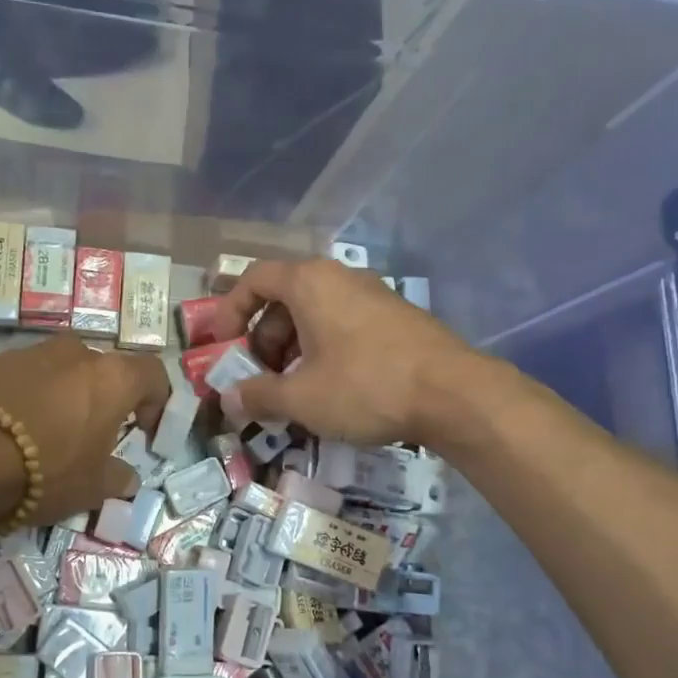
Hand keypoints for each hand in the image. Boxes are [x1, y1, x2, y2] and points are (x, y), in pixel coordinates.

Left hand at [0, 336, 169, 522]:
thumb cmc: (46, 471)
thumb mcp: (92, 488)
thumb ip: (117, 478)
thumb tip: (127, 478)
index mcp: (112, 378)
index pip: (153, 374)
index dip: (157, 401)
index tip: (144, 431)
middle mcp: (76, 353)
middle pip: (103, 370)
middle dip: (104, 398)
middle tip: (93, 434)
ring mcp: (32, 352)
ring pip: (61, 370)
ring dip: (64, 395)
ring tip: (48, 433)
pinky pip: (24, 377)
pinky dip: (28, 396)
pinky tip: (13, 429)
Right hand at [207, 259, 478, 446]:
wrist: (454, 395)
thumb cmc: (365, 386)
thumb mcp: (301, 398)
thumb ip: (257, 396)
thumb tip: (227, 399)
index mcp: (309, 283)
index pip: (254, 279)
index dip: (230, 311)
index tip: (222, 345)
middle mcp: (340, 278)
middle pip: (283, 299)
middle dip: (262, 340)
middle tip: (258, 378)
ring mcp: (372, 295)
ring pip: (314, 314)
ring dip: (291, 349)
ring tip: (292, 391)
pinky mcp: (395, 317)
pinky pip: (343, 324)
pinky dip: (323, 350)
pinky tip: (329, 389)